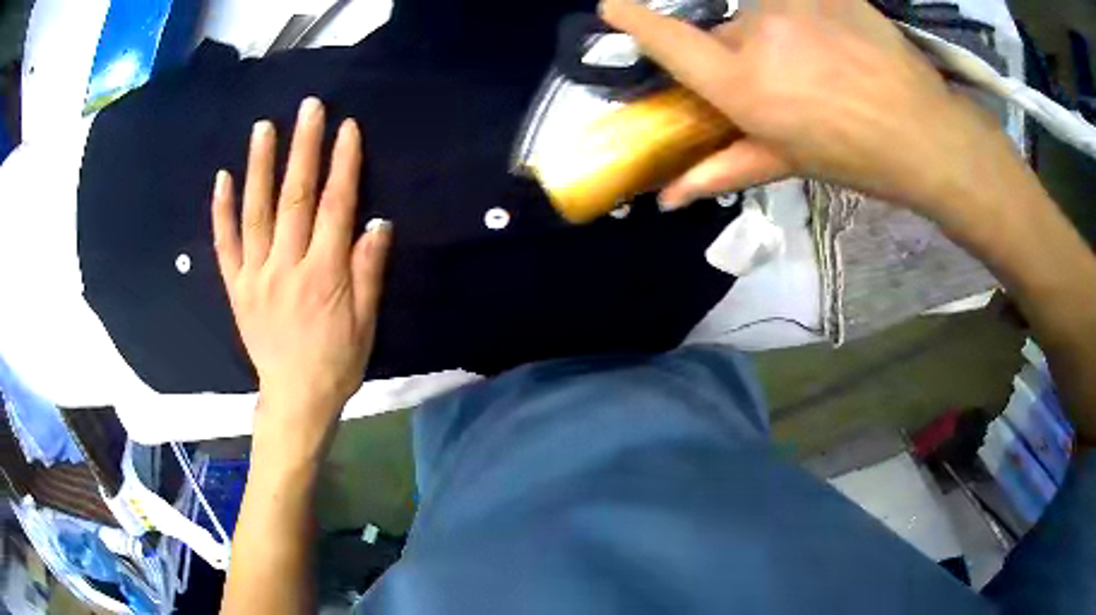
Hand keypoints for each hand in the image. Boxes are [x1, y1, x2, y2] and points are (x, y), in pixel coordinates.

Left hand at [212, 97, 390, 448]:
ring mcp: (255, 275)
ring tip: (263, 127)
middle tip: (308, 107)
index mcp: (324, 274)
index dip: (343, 163)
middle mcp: (286, 266)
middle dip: (303, 148)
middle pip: (295, 197)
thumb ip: (368, 271)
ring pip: (256, 212)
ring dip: (260, 166)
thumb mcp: (366, 323)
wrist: (295, 398)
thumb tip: (377, 222)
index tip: (346, 127)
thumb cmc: (338, 361)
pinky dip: (221, 211)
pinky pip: (225, 245)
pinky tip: (222, 179)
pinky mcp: (236, 287)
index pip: (335, 206)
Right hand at [601, 0, 1019, 229]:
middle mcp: (757, 34)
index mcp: (743, 85)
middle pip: (724, 31)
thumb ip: (722, 168)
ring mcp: (793, 4)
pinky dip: (803, 14)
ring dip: (777, 31)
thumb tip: (667, 198)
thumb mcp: (788, 163)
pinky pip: (795, 0)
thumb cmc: (857, 156)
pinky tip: (834, 37)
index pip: (668, 39)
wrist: (925, 131)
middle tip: (784, 76)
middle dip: (741, 51)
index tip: (612, 5)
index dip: (633, 19)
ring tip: (819, 58)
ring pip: (761, 12)